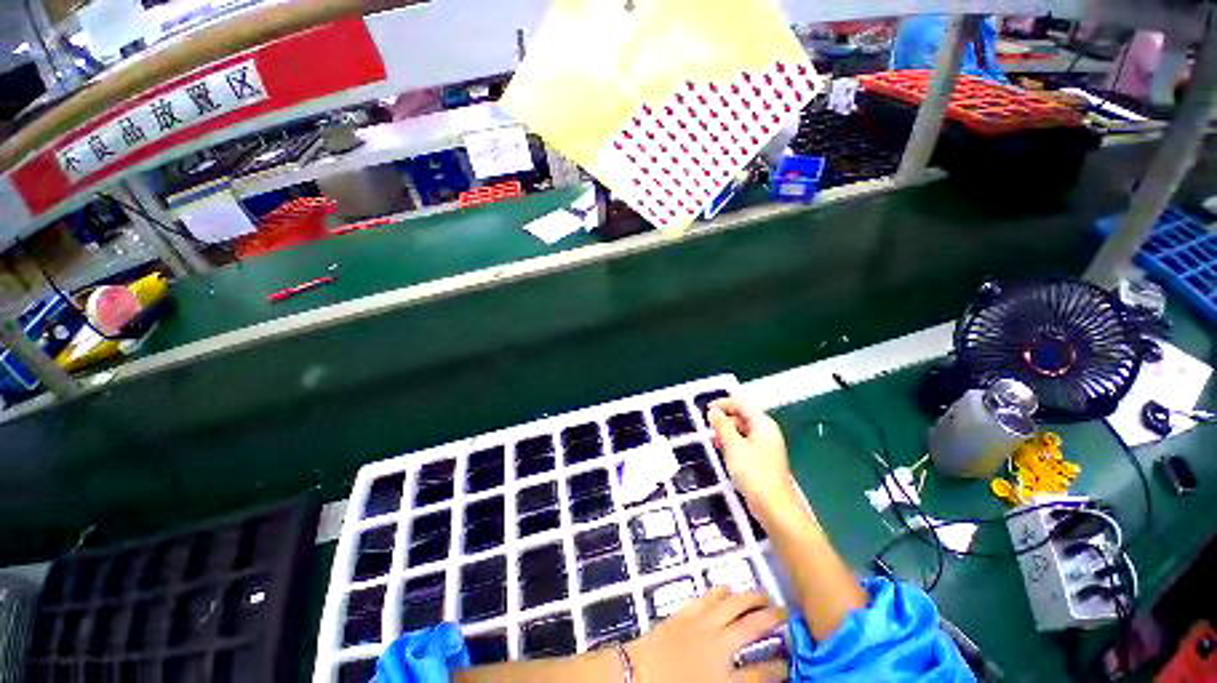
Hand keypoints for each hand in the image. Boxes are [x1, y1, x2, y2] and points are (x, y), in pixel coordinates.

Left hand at [627, 588, 786, 682]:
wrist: (637, 676)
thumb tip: (755, 681)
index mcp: (726, 679)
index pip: (763, 673)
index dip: (780, 667)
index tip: (790, 660)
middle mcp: (719, 647)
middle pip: (752, 627)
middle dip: (773, 618)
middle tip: (785, 611)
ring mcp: (701, 625)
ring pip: (731, 605)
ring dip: (749, 597)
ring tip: (763, 594)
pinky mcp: (684, 614)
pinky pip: (706, 599)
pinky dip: (718, 592)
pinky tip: (727, 588)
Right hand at [708, 398, 794, 506]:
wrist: (774, 508)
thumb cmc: (754, 473)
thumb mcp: (733, 446)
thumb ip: (722, 426)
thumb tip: (714, 411)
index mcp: (763, 424)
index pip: (742, 404)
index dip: (723, 404)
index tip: (706, 411)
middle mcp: (766, 431)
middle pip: (742, 416)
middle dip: (725, 420)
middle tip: (709, 430)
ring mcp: (766, 446)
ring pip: (742, 430)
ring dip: (727, 433)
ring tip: (715, 443)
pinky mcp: (762, 459)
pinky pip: (745, 443)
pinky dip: (733, 444)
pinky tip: (724, 453)